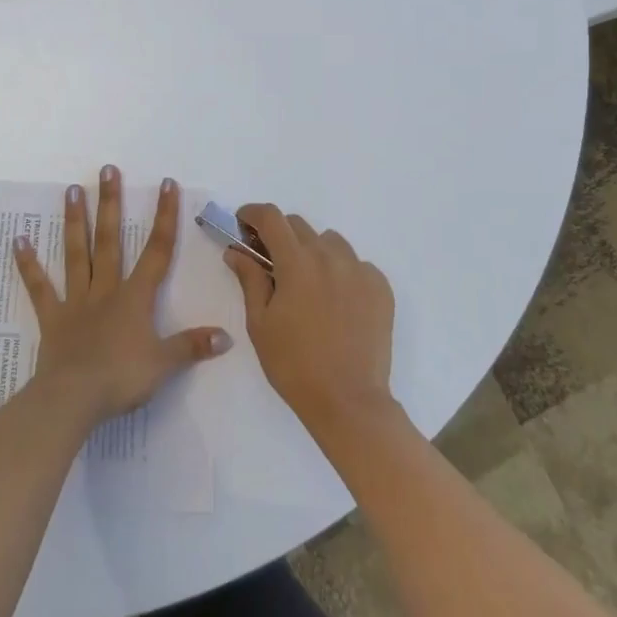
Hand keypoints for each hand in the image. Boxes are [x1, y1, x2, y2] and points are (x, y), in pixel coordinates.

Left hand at [13, 167, 230, 424]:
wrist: (74, 398)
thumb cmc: (121, 378)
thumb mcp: (164, 364)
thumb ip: (192, 346)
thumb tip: (227, 336)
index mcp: (135, 298)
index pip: (157, 250)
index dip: (164, 216)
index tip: (166, 184)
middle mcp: (106, 290)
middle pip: (110, 240)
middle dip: (111, 204)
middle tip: (106, 170)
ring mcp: (76, 301)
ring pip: (77, 254)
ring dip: (75, 222)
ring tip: (71, 190)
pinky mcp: (52, 317)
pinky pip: (39, 287)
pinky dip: (29, 264)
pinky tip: (18, 240)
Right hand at [226, 205, 396, 435]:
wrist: (349, 402)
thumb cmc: (294, 365)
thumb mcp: (260, 323)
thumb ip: (249, 279)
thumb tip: (236, 251)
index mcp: (297, 262)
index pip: (271, 217)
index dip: (252, 214)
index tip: (242, 224)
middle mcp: (330, 256)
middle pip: (299, 226)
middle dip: (279, 235)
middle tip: (270, 261)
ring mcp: (360, 270)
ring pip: (330, 242)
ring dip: (312, 251)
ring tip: (307, 283)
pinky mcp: (381, 287)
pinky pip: (356, 264)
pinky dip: (340, 271)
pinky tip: (335, 301)